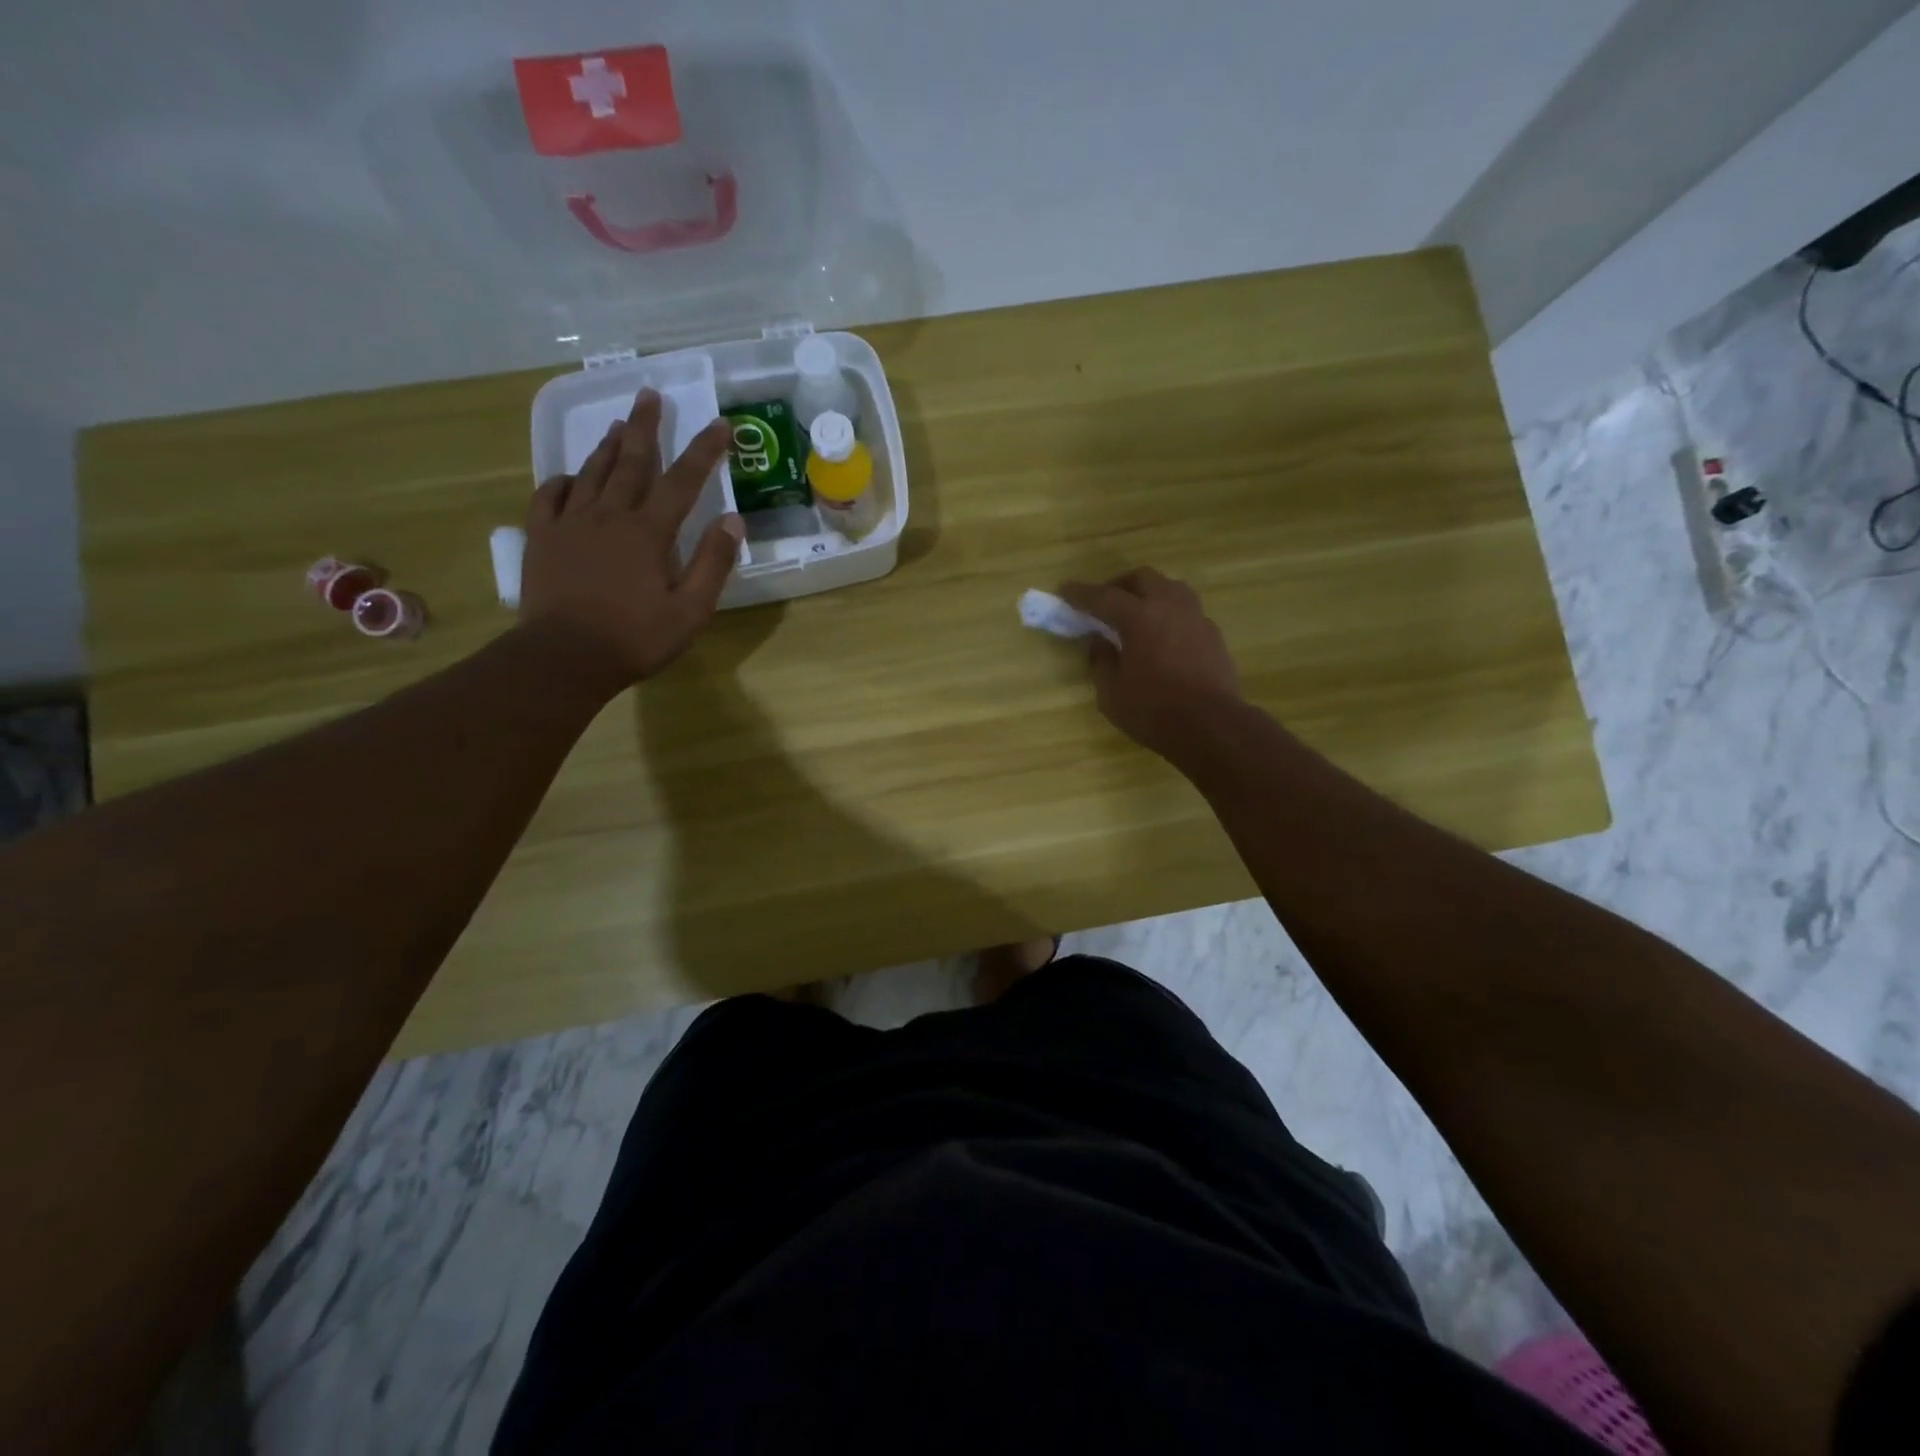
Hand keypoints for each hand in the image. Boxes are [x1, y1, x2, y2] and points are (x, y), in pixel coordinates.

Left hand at [521, 390, 741, 688]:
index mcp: (649, 532)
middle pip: (631, 461)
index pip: (683, 481)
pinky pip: (549, 496)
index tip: (720, 424)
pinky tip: (570, 477)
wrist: (565, 657)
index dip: (704, 450)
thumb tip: (732, 520)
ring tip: (617, 425)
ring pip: (591, 472)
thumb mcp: (690, 610)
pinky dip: (563, 480)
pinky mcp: (542, 538)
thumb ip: (712, 563)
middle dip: (645, 427)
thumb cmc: (636, 638)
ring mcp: (570, 523)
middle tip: (649, 395)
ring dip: (607, 446)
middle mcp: (609, 515)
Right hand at [1059, 568, 1242, 758]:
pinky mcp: (1213, 634)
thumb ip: (1102, 662)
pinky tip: (1161, 637)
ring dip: (1148, 594)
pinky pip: (1186, 611)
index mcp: (1140, 618)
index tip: (1064, 589)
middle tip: (1104, 603)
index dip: (1080, 593)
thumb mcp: (1112, 694)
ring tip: (1136, 614)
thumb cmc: (1154, 712)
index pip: (1103, 597)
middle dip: (1119, 585)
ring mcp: (1196, 618)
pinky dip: (1168, 614)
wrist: (1212, 727)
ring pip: (1170, 588)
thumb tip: (1100, 642)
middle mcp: (1170, 607)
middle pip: (1142, 578)